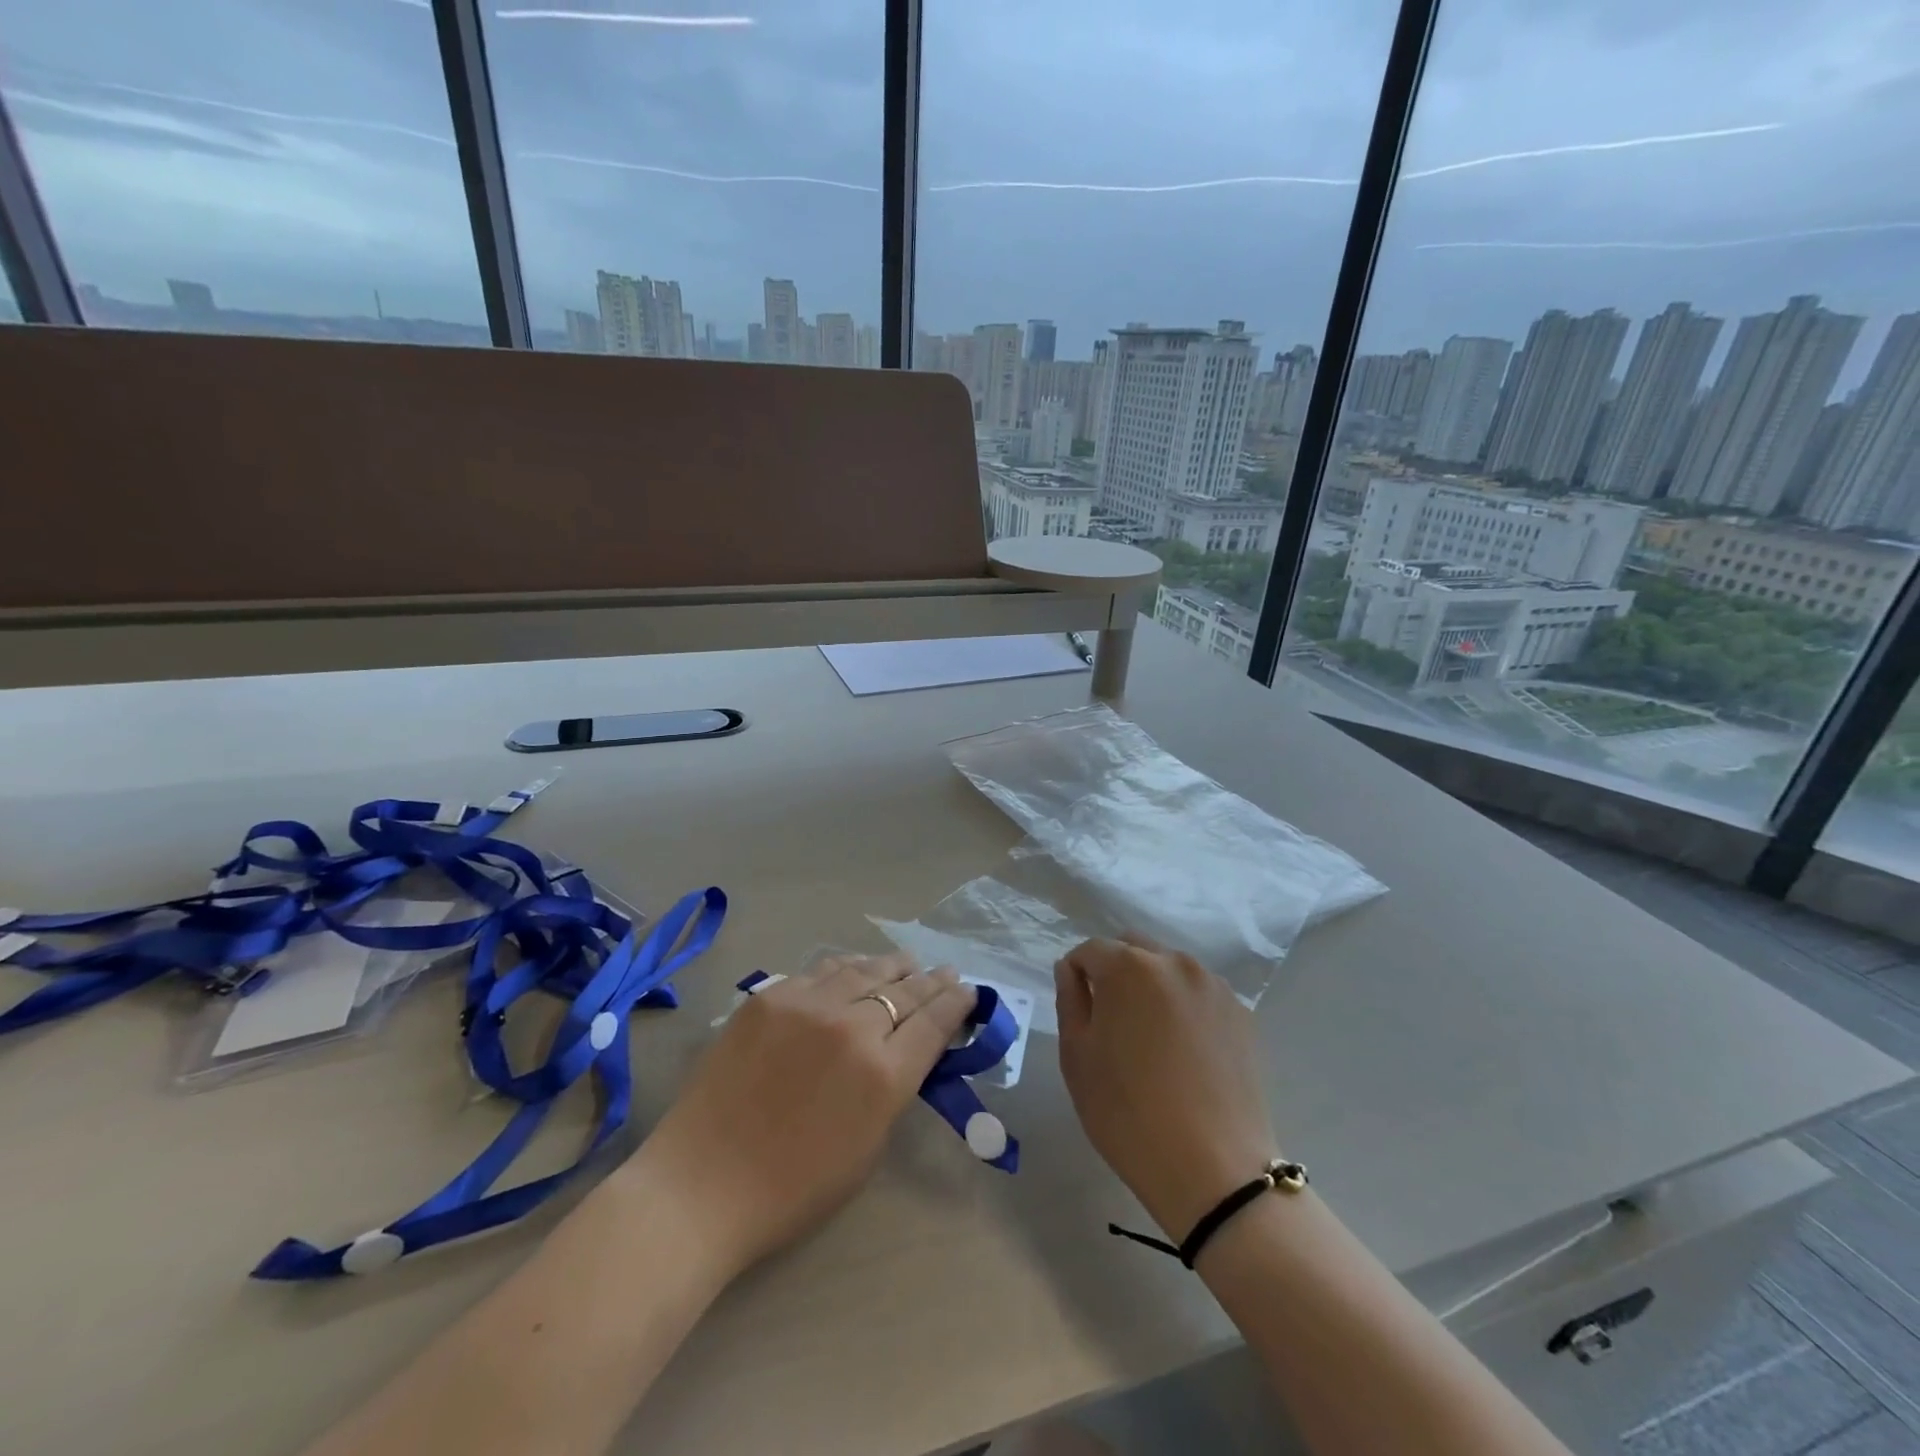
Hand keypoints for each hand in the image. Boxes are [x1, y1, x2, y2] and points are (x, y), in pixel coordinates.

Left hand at [639, 953, 976, 1274]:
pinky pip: (821, 971)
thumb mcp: (867, 1148)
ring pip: (864, 970)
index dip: (956, 1003)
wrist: (701, 1185)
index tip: (968, 991)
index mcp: (883, 1075)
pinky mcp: (769, 996)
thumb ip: (893, 1089)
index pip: (934, 1022)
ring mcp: (807, 1004)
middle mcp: (851, 1027)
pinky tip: (856, 967)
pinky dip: (848, 968)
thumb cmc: (792, 1190)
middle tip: (947, 972)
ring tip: (907, 963)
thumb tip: (906, 1049)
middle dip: (932, 981)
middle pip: (904, 991)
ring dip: (892, 967)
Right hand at [1055, 937, 1278, 1242]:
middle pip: (1133, 949)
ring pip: (1169, 969)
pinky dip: (1183, 1007)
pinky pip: (1198, 995)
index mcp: (1129, 967)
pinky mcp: (1241, 1014)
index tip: (1078, 1010)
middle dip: (1115, 971)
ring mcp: (1213, 986)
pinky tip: (1184, 1052)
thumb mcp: (1077, 1057)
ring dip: (1151, 987)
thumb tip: (1070, 970)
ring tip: (1151, 1039)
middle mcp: (1175, 962)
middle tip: (1111, 1021)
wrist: (1214, 1170)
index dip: (1077, 975)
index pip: (1091, 950)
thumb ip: (1070, 1000)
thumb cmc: (1128, 1113)